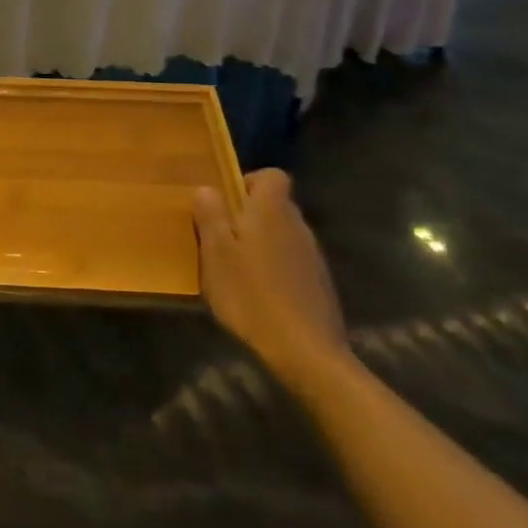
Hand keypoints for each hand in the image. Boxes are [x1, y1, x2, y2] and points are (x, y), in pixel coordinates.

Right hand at [194, 170, 348, 383]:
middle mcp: (298, 225)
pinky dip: (274, 269)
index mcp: (272, 211)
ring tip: (236, 270)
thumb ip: (211, 215)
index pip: (272, 175)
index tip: (226, 203)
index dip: (248, 181)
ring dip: (261, 244)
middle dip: (248, 215)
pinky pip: (291, 261)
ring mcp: (312, 256)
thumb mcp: (216, 252)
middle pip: (275, 205)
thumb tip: (208, 188)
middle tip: (221, 239)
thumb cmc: (251, 294)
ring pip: (282, 235)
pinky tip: (258, 295)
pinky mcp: (319, 285)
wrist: (305, 352)